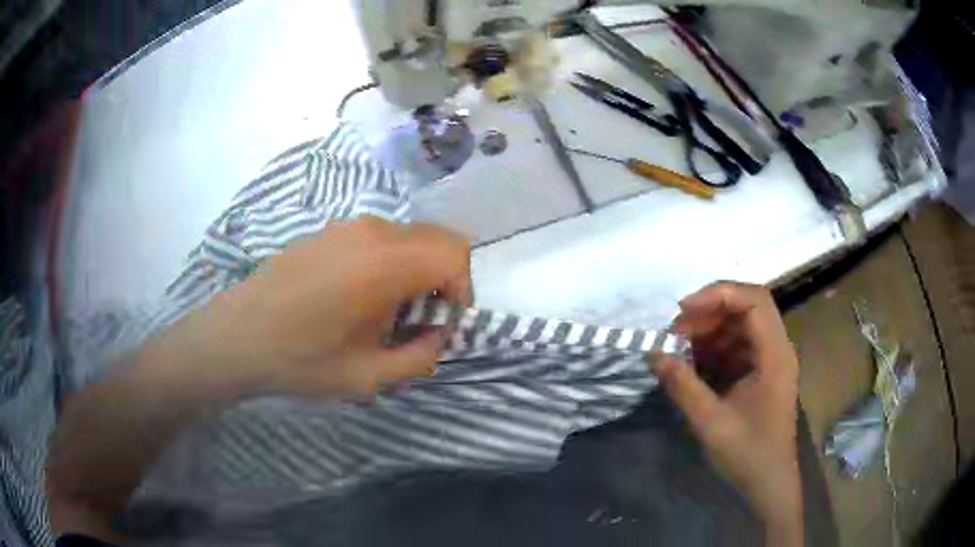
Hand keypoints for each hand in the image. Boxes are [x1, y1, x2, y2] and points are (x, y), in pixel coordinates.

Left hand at [193, 216, 470, 397]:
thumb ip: (420, 358)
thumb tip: (436, 336)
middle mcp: (372, 231)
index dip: (462, 290)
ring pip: (409, 237)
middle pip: (437, 239)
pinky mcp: (328, 230)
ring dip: (416, 271)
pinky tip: (358, 297)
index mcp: (385, 263)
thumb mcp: (368, 377)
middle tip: (419, 320)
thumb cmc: (300, 359)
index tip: (442, 324)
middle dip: (443, 279)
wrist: (237, 336)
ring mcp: (347, 226)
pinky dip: (390, 262)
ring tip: (386, 312)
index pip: (454, 254)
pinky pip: (380, 238)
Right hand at [654, 282, 802, 544]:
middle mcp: (777, 349)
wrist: (768, 483)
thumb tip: (653, 354)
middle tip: (675, 331)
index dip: (719, 294)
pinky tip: (693, 364)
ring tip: (679, 347)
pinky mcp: (761, 372)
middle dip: (709, 312)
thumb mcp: (711, 423)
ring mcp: (770, 360)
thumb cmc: (747, 454)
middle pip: (747, 307)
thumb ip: (683, 386)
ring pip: (741, 325)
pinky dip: (714, 348)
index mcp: (775, 355)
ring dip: (709, 329)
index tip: (683, 310)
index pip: (754, 301)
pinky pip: (738, 346)